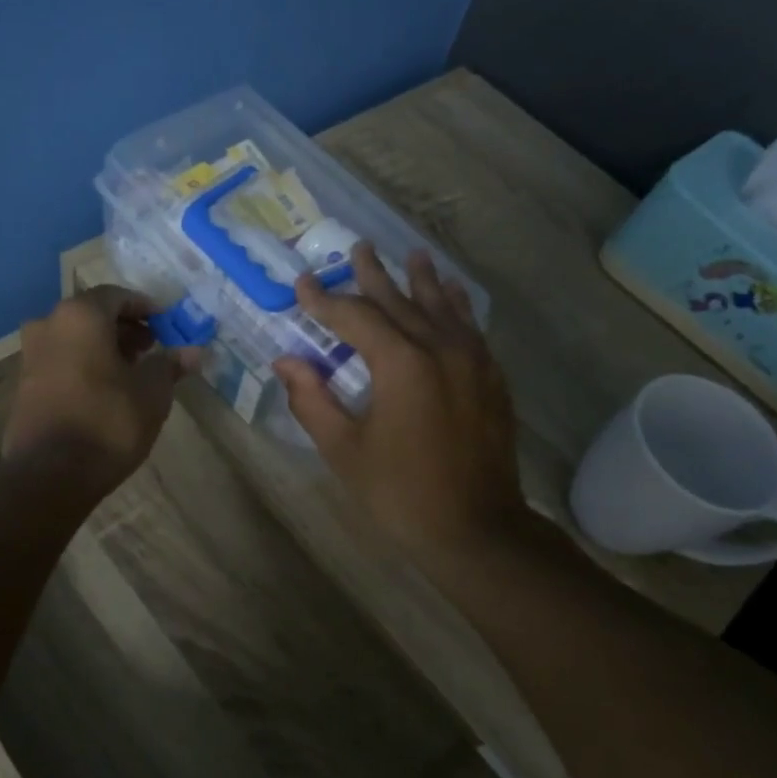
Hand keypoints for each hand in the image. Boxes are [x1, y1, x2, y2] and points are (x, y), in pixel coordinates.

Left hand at [4, 285, 197, 494]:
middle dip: (125, 328)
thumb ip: (169, 365)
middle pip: (93, 315)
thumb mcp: (152, 392)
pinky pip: (61, 361)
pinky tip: (107, 391)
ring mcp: (31, 355)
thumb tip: (193, 352)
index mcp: (80, 315)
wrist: (51, 473)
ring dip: (104, 348)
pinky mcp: (24, 385)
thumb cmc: (109, 421)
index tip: (166, 326)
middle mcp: (49, 325)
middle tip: (152, 348)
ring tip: (133, 372)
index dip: (145, 308)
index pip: (117, 296)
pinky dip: (85, 365)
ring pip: (75, 339)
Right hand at [274, 244, 524, 554]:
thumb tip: (285, 362)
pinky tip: (451, 293)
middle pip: (401, 301)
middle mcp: (440, 349)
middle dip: (374, 276)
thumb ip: (313, 400)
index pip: (355, 318)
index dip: (325, 301)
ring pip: (441, 307)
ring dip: (421, 280)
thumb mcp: (344, 450)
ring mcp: (472, 361)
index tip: (302, 284)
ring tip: (411, 255)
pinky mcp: (490, 378)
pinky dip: (456, 306)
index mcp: (401, 364)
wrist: (476, 529)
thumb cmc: (400, 493)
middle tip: (358, 248)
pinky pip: (470, 328)